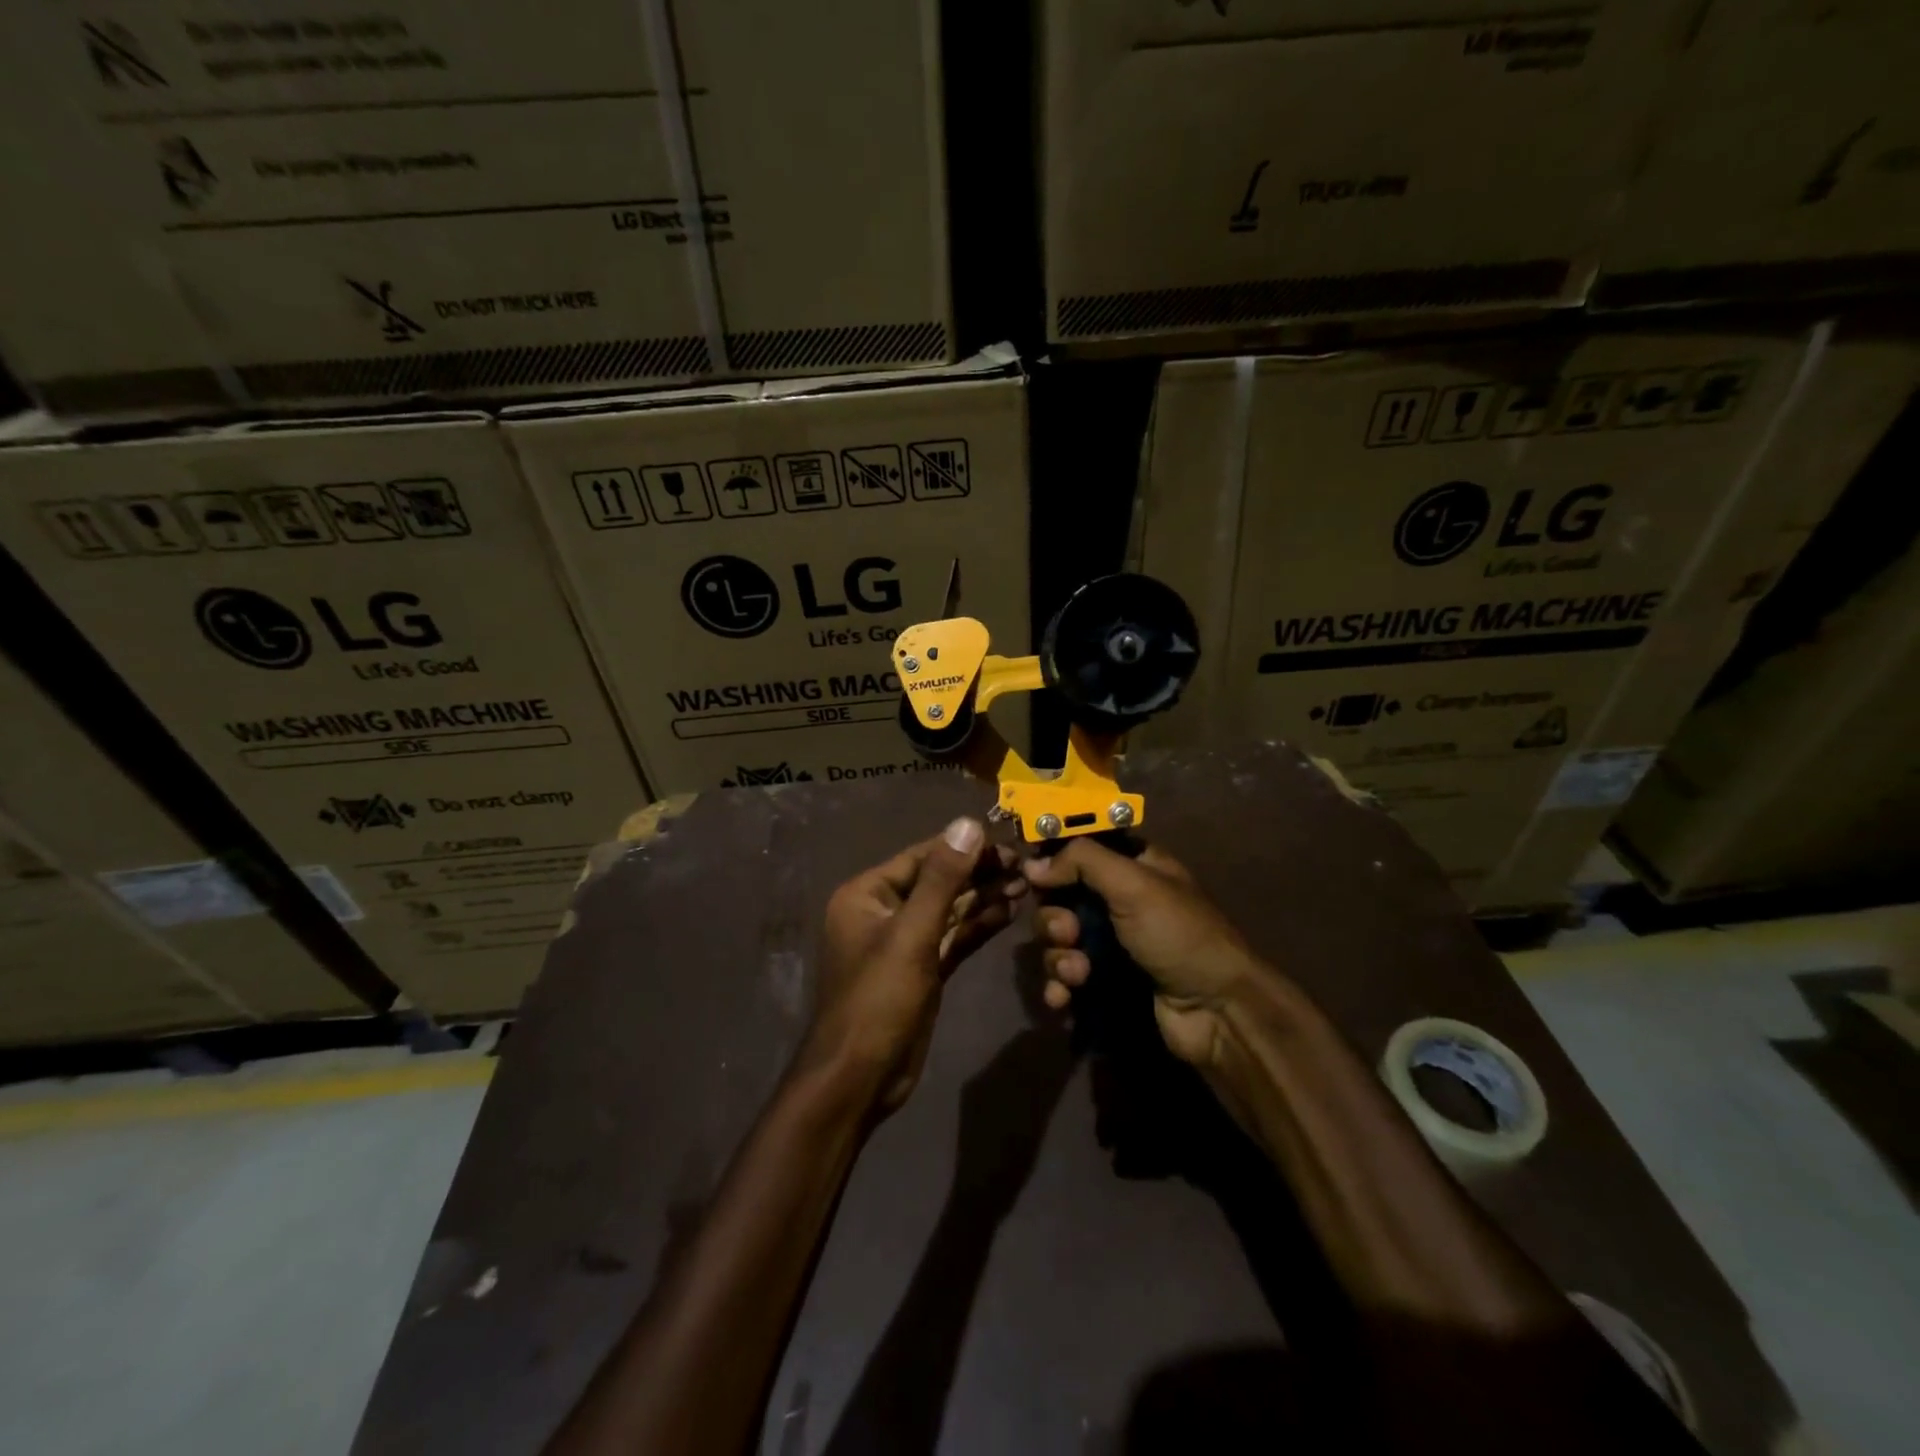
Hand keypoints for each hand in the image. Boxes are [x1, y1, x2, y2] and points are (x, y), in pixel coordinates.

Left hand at [805, 817, 1025, 1116]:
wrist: (860, 1078)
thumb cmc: (878, 999)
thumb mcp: (911, 934)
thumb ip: (942, 879)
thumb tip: (967, 824)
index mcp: (867, 894)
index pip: (922, 857)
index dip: (964, 848)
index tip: (1006, 842)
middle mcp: (882, 911)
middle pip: (937, 881)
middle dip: (978, 873)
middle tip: (1023, 865)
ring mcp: (902, 942)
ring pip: (948, 910)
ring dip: (983, 897)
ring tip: (1024, 884)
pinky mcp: (920, 969)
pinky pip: (951, 937)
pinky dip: (977, 926)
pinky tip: (1008, 912)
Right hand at [1025, 840, 1277, 1068]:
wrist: (1216, 1012)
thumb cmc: (1178, 935)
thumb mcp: (1135, 884)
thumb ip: (1082, 861)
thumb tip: (1032, 865)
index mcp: (1130, 867)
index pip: (1079, 849)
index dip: (1052, 859)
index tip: (1032, 873)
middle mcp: (1116, 901)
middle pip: (1059, 898)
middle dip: (1054, 919)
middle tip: (1068, 934)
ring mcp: (1109, 944)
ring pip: (1057, 941)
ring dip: (1058, 957)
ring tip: (1078, 975)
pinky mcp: (1103, 983)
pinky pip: (1064, 978)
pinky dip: (1058, 987)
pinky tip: (1062, 999)